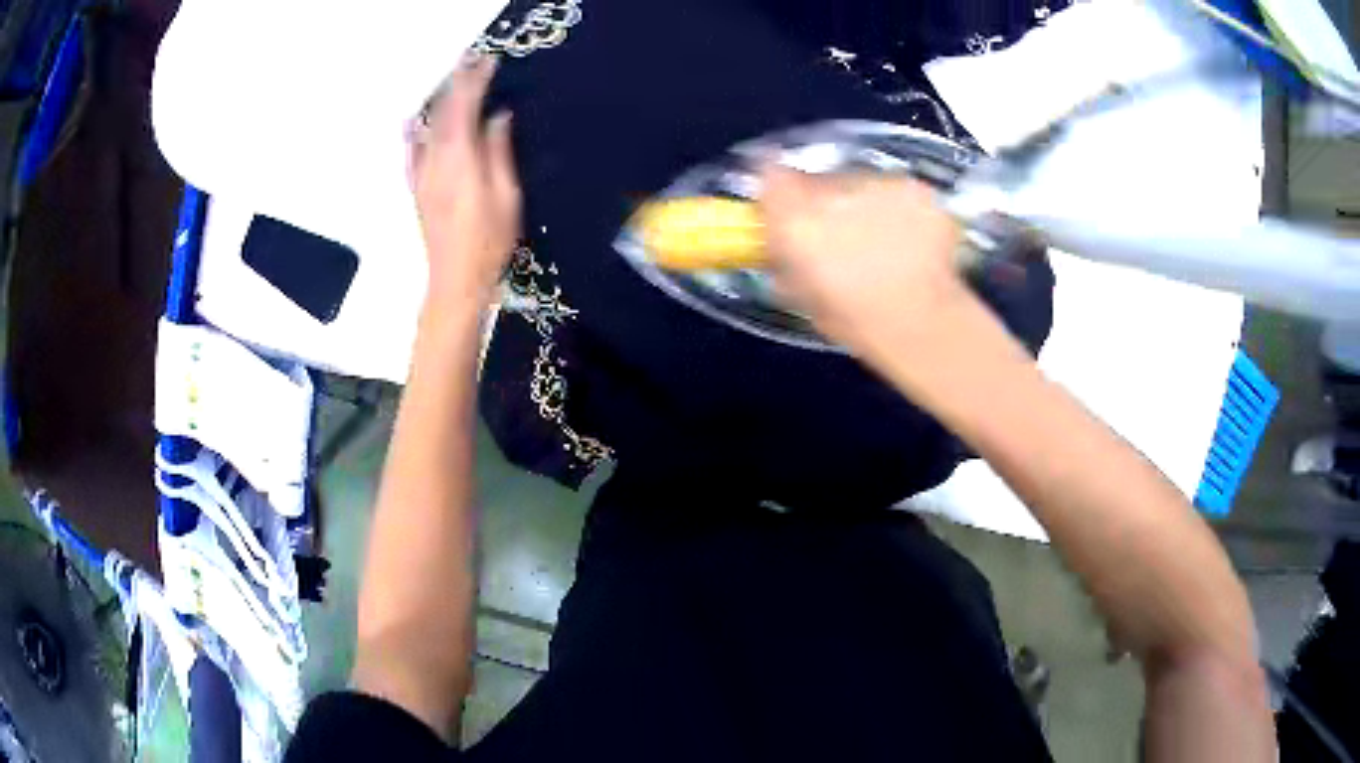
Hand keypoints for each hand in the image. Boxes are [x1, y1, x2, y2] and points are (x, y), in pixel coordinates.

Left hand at [410, 56, 520, 317]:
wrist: (454, 280)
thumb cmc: (489, 241)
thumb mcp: (506, 195)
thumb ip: (499, 152)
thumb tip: (496, 116)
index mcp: (461, 158)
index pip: (465, 108)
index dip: (475, 82)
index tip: (489, 61)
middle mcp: (435, 160)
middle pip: (444, 113)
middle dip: (458, 84)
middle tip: (472, 61)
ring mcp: (422, 175)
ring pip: (427, 128)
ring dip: (439, 102)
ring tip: (452, 82)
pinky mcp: (417, 189)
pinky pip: (411, 153)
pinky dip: (413, 133)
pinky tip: (413, 122)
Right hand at [759, 166, 976, 365]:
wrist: (921, 322)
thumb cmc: (854, 320)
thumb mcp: (801, 294)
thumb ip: (784, 256)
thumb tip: (779, 242)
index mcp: (796, 218)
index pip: (772, 174)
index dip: (779, 187)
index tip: (787, 204)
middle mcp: (833, 189)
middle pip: (821, 179)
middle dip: (827, 201)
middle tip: (843, 235)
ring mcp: (879, 184)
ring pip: (864, 182)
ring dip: (867, 203)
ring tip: (885, 242)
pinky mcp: (916, 188)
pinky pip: (900, 192)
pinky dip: (903, 210)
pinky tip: (913, 241)